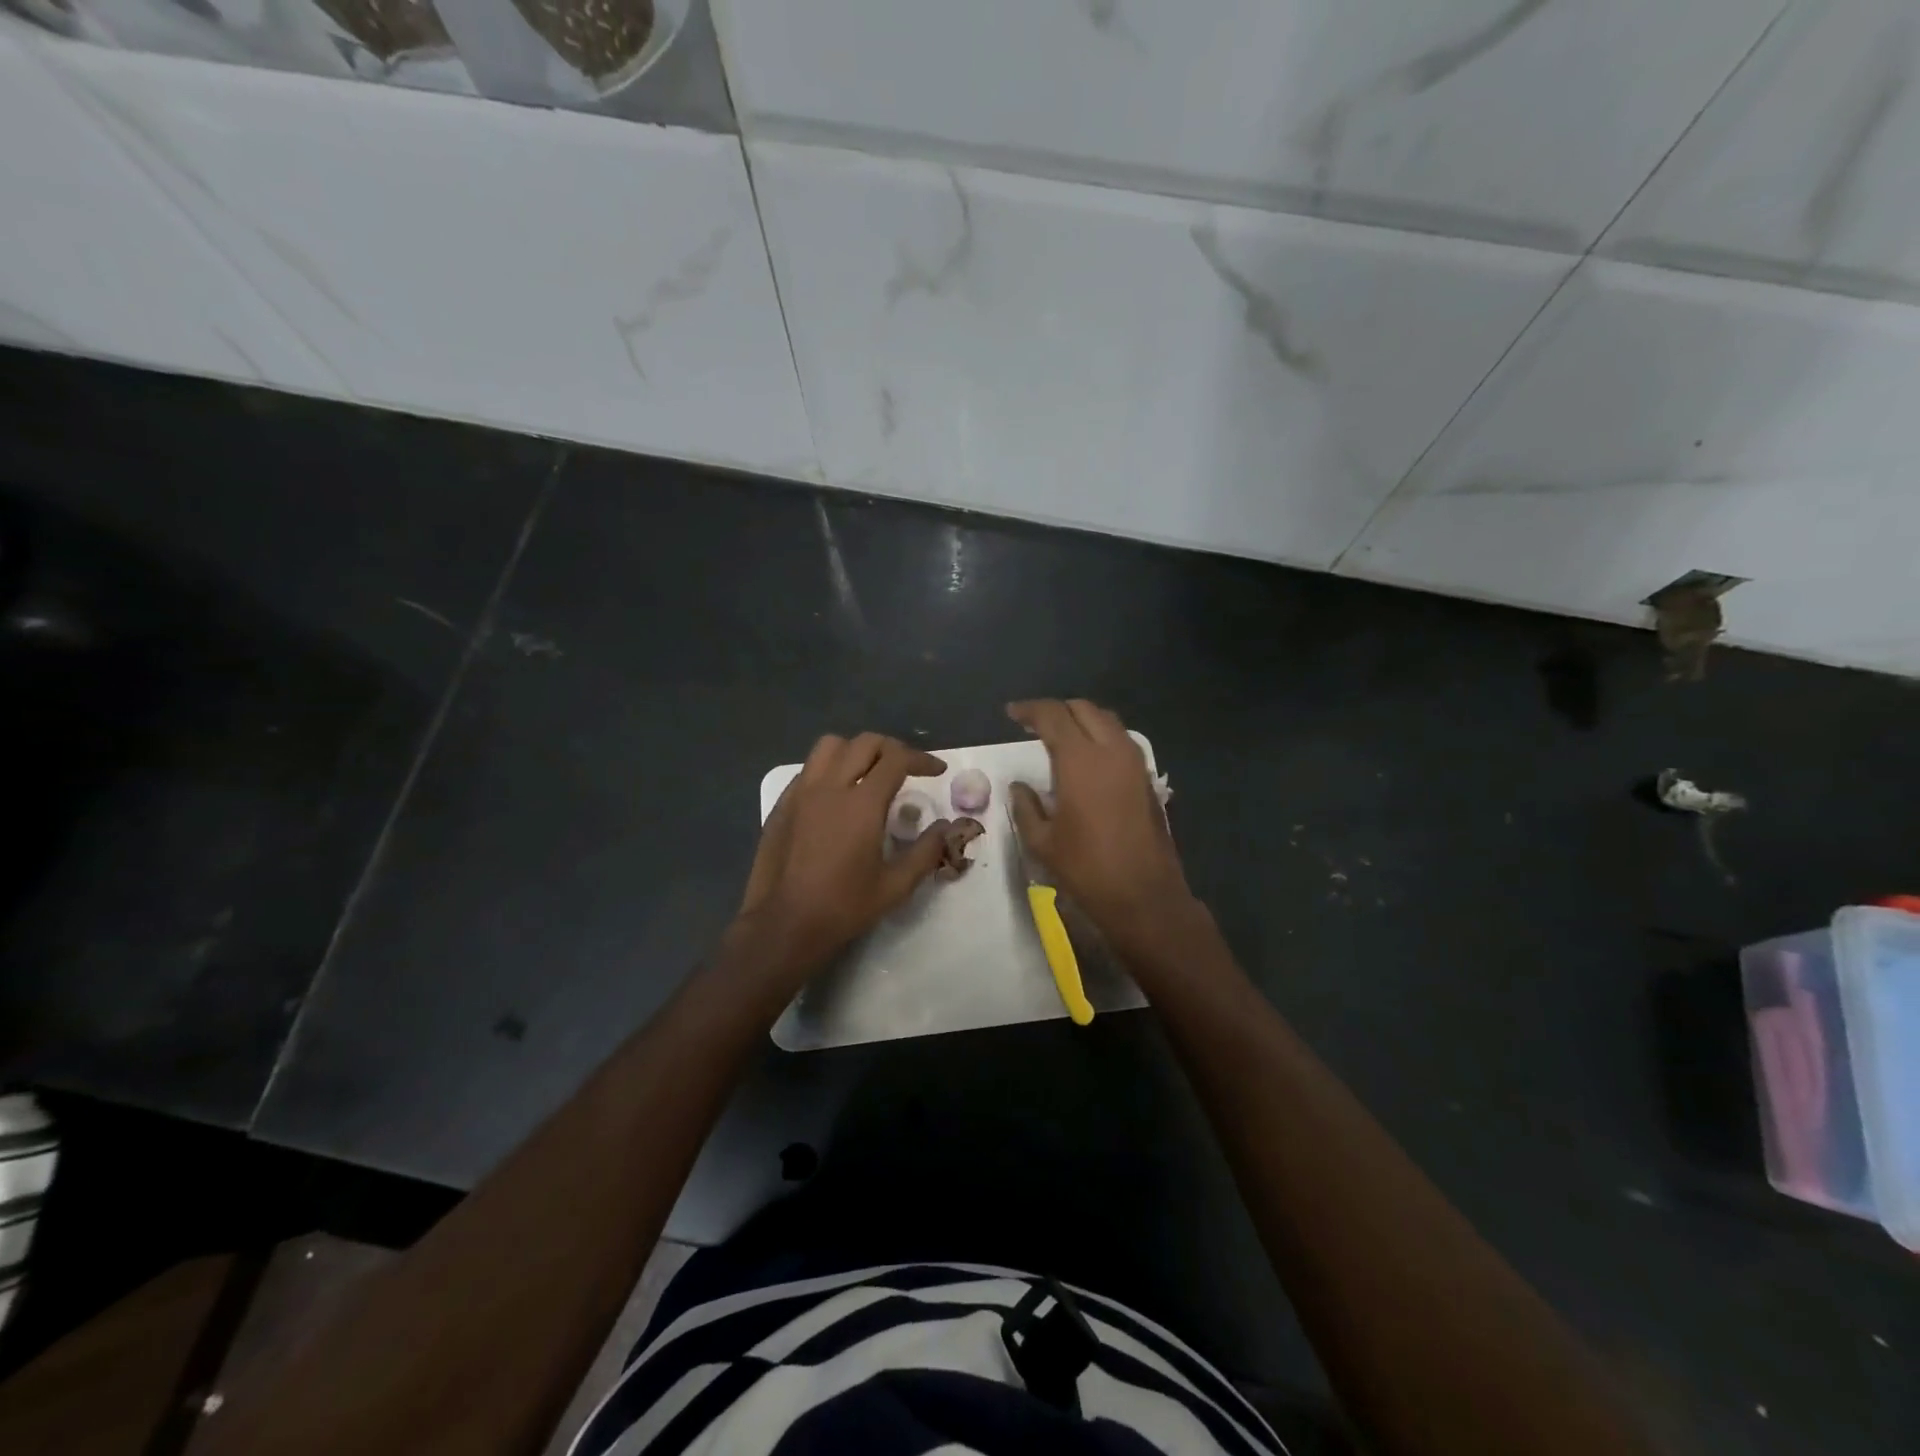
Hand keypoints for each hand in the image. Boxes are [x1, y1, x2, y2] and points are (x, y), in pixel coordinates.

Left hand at [735, 733, 952, 981]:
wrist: (783, 925)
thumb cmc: (843, 907)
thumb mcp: (895, 886)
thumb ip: (926, 851)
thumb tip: (947, 827)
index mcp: (862, 804)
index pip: (896, 760)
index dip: (922, 759)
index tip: (937, 771)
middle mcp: (830, 787)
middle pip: (864, 743)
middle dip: (892, 749)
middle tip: (908, 769)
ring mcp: (800, 793)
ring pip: (830, 746)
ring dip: (856, 750)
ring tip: (869, 772)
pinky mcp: (782, 805)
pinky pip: (808, 769)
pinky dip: (829, 768)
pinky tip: (837, 795)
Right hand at [1007, 699, 1197, 955]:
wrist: (1144, 896)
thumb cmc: (1086, 869)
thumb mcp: (1042, 842)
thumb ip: (1025, 807)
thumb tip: (1019, 787)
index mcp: (1080, 760)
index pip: (1053, 715)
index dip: (1029, 710)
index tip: (1011, 714)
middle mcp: (1111, 750)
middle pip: (1083, 709)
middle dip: (1057, 710)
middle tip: (1034, 724)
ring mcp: (1134, 763)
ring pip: (1107, 721)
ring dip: (1081, 720)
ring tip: (1059, 737)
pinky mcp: (1146, 779)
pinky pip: (1121, 740)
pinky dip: (1100, 736)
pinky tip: (1085, 759)